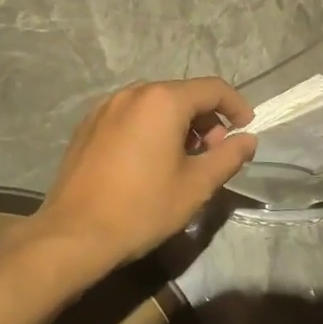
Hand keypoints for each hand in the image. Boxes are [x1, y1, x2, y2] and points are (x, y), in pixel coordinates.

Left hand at [30, 78, 256, 269]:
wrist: (74, 234)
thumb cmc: (143, 208)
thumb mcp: (196, 186)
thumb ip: (228, 157)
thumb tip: (247, 139)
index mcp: (162, 101)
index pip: (212, 89)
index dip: (236, 106)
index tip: (246, 130)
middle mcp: (132, 93)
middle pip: (182, 94)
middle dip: (206, 119)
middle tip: (213, 154)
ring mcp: (104, 108)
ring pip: (154, 105)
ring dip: (177, 124)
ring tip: (182, 160)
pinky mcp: (87, 126)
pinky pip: (129, 117)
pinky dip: (149, 129)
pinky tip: (148, 162)